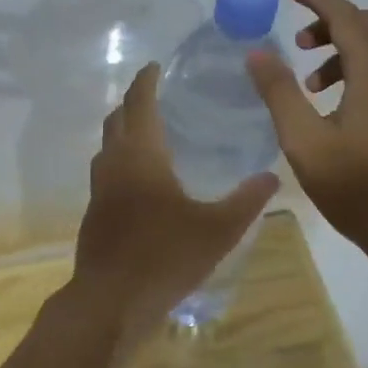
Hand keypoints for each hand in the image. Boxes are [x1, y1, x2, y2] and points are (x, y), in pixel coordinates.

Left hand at [71, 63, 278, 338]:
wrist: (110, 301)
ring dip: (123, 130)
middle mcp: (114, 163)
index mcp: (141, 155)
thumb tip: (273, 175)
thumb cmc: (165, 256)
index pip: (140, 102)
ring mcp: (98, 189)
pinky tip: (142, 180)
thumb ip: (247, 200)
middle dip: (133, 101)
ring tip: (150, 132)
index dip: (147, 80)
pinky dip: (120, 159)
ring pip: (107, 145)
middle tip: (157, 95)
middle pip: (117, 118)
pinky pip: (105, 171)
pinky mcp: (94, 213)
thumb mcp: (217, 229)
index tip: (157, 66)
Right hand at [246, 0, 367, 262]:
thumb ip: (280, 94)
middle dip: (335, 23)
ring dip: (348, 54)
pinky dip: (364, 76)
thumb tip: (258, 52)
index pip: (347, 17)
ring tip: (313, 89)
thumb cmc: (362, 191)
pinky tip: (343, 116)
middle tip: (301, 46)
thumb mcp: (306, 144)